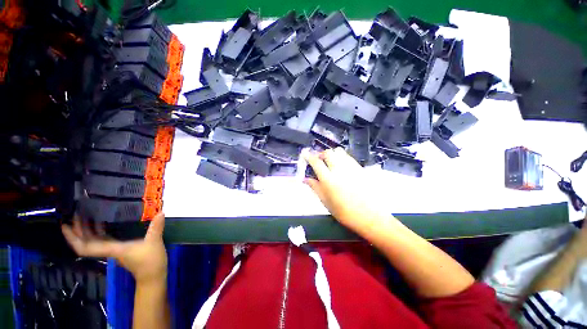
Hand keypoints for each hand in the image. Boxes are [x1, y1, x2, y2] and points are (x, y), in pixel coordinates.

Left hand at [62, 213, 167, 283]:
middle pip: (86, 242)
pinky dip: (98, 231)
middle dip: (77, 230)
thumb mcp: (154, 243)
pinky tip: (102, 221)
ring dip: (86, 230)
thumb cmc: (150, 262)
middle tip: (74, 214)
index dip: (73, 238)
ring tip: (84, 215)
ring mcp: (113, 250)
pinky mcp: (120, 249)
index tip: (64, 225)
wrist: (152, 276)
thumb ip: (156, 227)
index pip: (85, 247)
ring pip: (93, 241)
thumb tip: (161, 212)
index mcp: (112, 249)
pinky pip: (103, 239)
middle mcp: (108, 250)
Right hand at [304, 148, 390, 230]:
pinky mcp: (360, 168)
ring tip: (330, 162)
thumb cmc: (345, 212)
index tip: (305, 154)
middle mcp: (339, 170)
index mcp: (329, 180)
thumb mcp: (326, 202)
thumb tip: (305, 179)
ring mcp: (351, 167)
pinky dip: (341, 157)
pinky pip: (348, 156)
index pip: (316, 162)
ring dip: (331, 154)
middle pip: (328, 153)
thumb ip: (315, 187)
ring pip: (339, 151)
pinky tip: (341, 166)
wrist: (370, 216)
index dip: (309, 156)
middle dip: (321, 154)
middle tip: (319, 161)